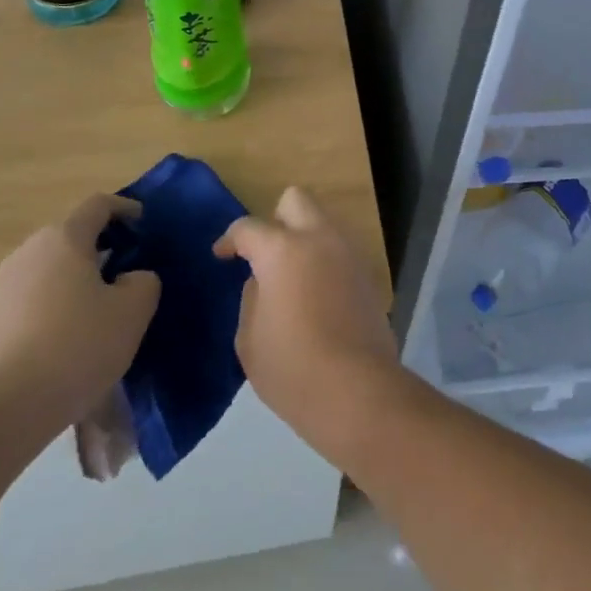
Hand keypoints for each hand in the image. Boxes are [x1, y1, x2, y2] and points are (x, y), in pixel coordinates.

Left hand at [0, 195, 160, 445]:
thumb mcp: (132, 311)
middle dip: (105, 248)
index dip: (126, 210)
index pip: (99, 205)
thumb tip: (129, 279)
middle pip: (74, 236)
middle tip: (133, 273)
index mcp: (64, 237)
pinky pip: (39, 298)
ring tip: (108, 311)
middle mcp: (31, 251)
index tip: (146, 227)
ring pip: (56, 269)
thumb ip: (143, 282)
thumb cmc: (75, 347)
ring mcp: (6, 287)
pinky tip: (76, 340)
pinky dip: (62, 306)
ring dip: (83, 280)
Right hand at [214, 187, 400, 460]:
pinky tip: (316, 294)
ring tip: (291, 276)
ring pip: (323, 223)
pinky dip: (324, 261)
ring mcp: (348, 253)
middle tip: (265, 253)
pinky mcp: (367, 274)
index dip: (231, 239)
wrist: (357, 391)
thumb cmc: (292, 367)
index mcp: (282, 249)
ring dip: (304, 238)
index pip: (249, 227)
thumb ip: (252, 298)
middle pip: (296, 200)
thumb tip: (263, 282)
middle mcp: (319, 238)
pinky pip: (340, 251)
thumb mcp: (249, 338)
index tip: (222, 255)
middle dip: (276, 218)